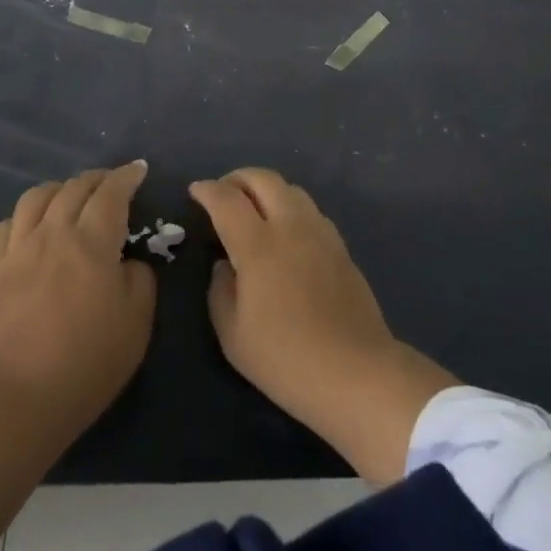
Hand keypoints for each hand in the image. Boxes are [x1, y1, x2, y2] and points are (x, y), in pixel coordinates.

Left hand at [0, 160, 155, 440]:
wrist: (19, 397)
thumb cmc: (88, 361)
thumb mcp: (137, 322)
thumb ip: (140, 279)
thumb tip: (128, 261)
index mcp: (93, 241)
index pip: (112, 192)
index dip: (127, 176)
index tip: (138, 169)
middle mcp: (54, 232)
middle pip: (75, 187)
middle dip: (97, 178)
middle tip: (111, 183)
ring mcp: (19, 249)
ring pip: (37, 197)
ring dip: (59, 188)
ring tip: (70, 196)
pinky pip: (6, 226)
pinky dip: (24, 216)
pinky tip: (31, 227)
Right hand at [190, 168, 457, 482]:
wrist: (356, 372)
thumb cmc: (286, 359)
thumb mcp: (233, 336)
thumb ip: (220, 291)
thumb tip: (225, 265)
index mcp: (258, 245)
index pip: (226, 199)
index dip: (207, 190)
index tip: (195, 191)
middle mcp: (290, 226)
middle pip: (262, 178)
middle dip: (237, 178)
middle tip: (223, 193)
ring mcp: (320, 232)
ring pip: (289, 188)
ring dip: (265, 189)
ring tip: (253, 209)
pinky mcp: (340, 245)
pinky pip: (309, 209)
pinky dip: (288, 206)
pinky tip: (284, 231)